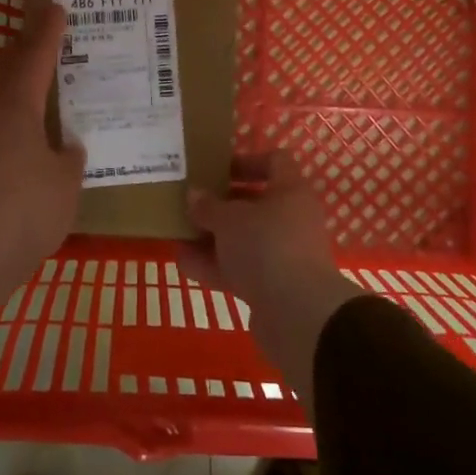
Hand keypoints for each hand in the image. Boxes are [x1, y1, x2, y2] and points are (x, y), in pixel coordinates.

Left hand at [0, 6, 85, 330]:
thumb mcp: (65, 182)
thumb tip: (67, 145)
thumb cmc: (28, 209)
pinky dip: (6, 112)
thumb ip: (69, 157)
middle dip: (20, 50)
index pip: (35, 58)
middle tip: (41, 40)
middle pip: (1, 69)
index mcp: (17, 108)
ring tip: (32, 81)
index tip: (56, 7)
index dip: (48, 32)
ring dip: (8, 80)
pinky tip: (22, 131)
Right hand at [178, 152, 364, 404]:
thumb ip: (208, 206)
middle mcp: (292, 219)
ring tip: (178, 233)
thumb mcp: (229, 220)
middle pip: (254, 203)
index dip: (245, 161)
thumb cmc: (265, 246)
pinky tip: (183, 263)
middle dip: (220, 204)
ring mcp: (283, 253)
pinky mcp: (273, 285)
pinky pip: (240, 267)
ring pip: (244, 238)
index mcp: (291, 191)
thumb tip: (194, 195)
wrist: (296, 313)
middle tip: (190, 202)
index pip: (274, 162)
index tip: (215, 168)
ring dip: (213, 237)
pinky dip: (214, 265)